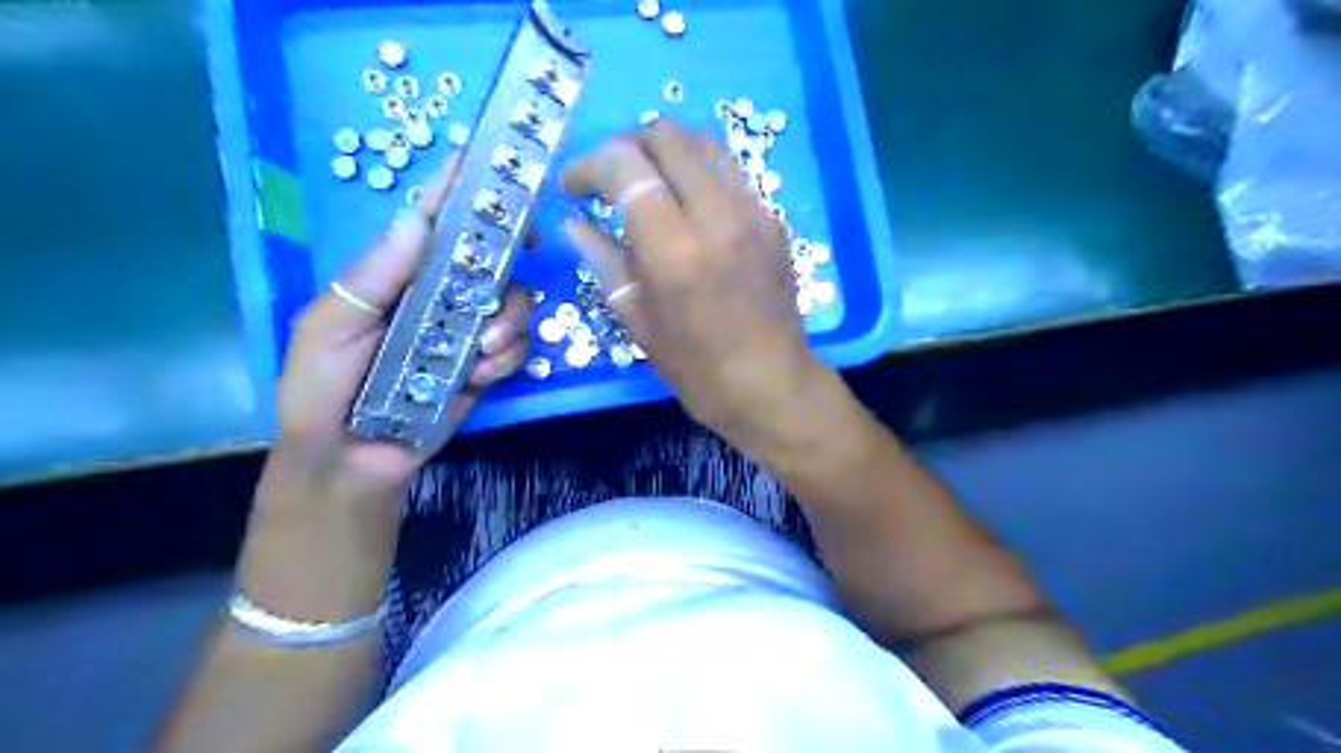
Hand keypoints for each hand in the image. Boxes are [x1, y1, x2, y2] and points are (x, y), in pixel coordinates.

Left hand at [274, 157, 531, 495]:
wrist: (349, 462)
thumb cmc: (322, 390)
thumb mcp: (330, 327)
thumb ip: (372, 275)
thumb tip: (417, 217)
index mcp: (398, 274)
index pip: (433, 220)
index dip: (463, 190)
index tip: (497, 169)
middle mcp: (439, 294)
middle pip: (493, 257)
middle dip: (511, 261)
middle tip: (511, 274)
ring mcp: (467, 330)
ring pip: (516, 301)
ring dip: (509, 321)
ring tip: (480, 352)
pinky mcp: (485, 365)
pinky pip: (518, 347)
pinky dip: (508, 357)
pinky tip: (479, 375)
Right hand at [559, 120, 834, 451]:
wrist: (771, 385)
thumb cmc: (696, 367)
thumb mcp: (638, 319)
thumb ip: (603, 259)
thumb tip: (574, 223)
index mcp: (674, 249)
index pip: (625, 167)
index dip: (588, 165)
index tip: (571, 186)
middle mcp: (717, 215)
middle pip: (666, 136)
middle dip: (626, 146)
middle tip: (608, 179)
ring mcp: (752, 211)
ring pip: (703, 143)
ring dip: (664, 151)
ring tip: (645, 182)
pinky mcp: (772, 219)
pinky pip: (729, 170)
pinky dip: (697, 170)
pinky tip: (685, 203)